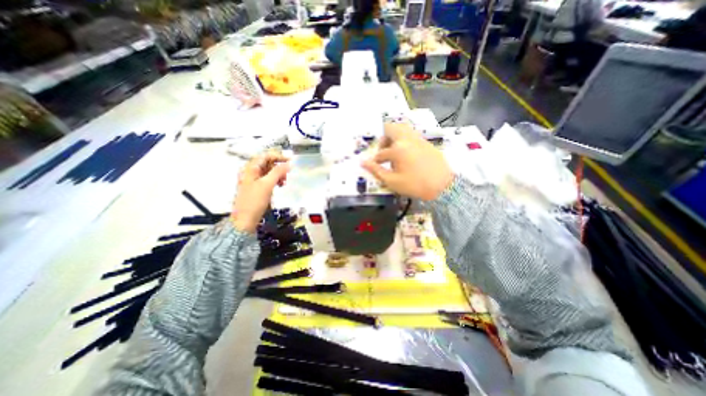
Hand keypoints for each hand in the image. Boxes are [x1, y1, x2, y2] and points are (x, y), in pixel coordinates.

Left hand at [230, 150, 287, 232]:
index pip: (265, 156)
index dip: (278, 156)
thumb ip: (278, 172)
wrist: (245, 220)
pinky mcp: (256, 187)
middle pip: (267, 163)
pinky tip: (280, 186)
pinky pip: (267, 179)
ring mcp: (253, 180)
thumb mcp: (267, 185)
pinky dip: (275, 180)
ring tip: (284, 182)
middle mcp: (251, 172)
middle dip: (279, 167)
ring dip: (278, 174)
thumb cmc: (254, 201)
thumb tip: (289, 164)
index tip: (291, 161)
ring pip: (268, 171)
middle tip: (288, 174)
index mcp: (250, 168)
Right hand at [361, 122, 455, 201]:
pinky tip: (407, 154)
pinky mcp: (427, 142)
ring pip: (403, 128)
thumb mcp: (392, 181)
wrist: (443, 186)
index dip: (375, 161)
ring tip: (395, 151)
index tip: (375, 167)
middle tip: (384, 152)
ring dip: (395, 136)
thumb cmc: (415, 185)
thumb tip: (363, 163)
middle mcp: (407, 139)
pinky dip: (405, 140)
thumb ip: (376, 170)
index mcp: (398, 149)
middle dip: (384, 139)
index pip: (381, 152)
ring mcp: (418, 139)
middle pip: (391, 129)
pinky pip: (412, 135)